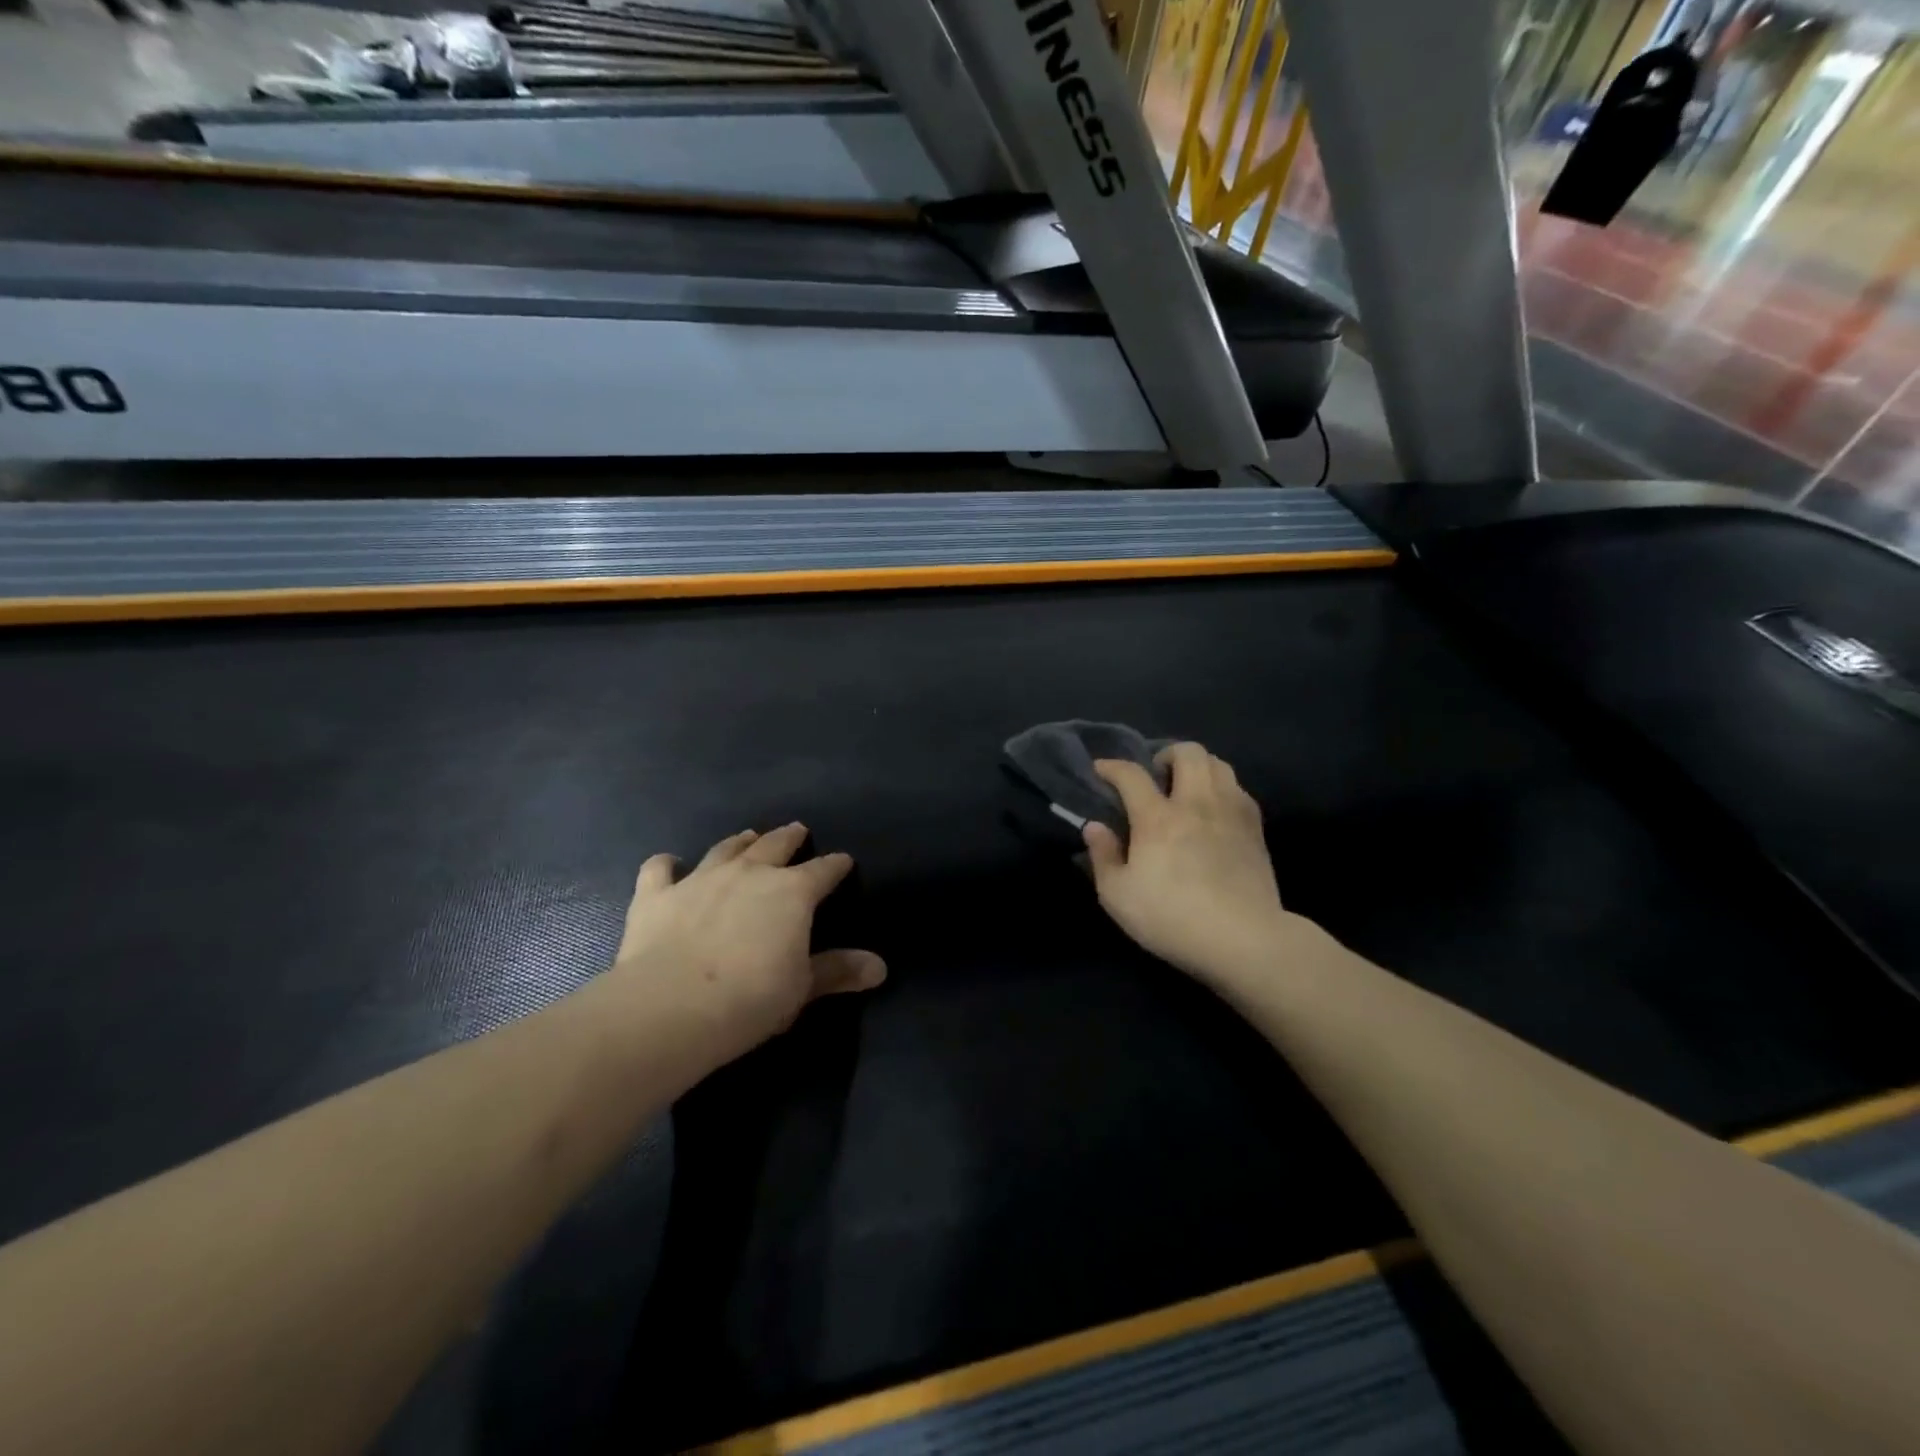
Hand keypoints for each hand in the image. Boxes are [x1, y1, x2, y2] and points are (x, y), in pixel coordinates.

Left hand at [607, 823, 885, 1069]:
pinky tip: (668, 863)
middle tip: (796, 830)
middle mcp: (749, 873)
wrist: (671, 1006)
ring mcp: (700, 879)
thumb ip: (838, 971)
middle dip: (789, 838)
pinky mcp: (656, 895)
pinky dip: (666, 864)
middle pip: (775, 845)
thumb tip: (880, 967)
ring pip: (725, 849)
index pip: (823, 871)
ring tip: (747, 836)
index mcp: (792, 892)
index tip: (843, 861)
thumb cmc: (751, 998)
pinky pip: (660, 869)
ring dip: (739, 842)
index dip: (836, 865)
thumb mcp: (803, 988)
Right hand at [1083, 743, 1290, 983]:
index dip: (1112, 766)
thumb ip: (1103, 857)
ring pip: (1218, 764)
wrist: (1244, 939)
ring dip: (1198, 767)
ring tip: (1187, 788)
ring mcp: (1231, 812)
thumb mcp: (1118, 897)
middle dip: (1166, 754)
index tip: (1102, 769)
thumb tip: (1094, 826)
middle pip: (1187, 752)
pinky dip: (1222, 788)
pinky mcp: (1255, 828)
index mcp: (1158, 818)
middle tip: (1156, 777)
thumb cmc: (1172, 919)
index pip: (1131, 774)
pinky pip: (1239, 789)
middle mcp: (1196, 803)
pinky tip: (1215, 810)